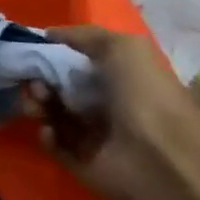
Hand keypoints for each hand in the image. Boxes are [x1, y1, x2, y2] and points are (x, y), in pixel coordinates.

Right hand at [24, 25, 199, 199]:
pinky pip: (55, 145)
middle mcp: (108, 107)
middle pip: (59, 88)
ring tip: (38, 105)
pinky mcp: (85, 163)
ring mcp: (96, 137)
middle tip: (35, 83)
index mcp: (120, 81)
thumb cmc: (147, 97)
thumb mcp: (125, 48)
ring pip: (52, 114)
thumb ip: (86, 36)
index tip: (33, 52)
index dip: (53, 56)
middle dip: (39, 81)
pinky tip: (50, 130)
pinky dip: (47, 136)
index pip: (77, 64)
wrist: (166, 159)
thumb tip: (48, 35)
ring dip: (37, 105)